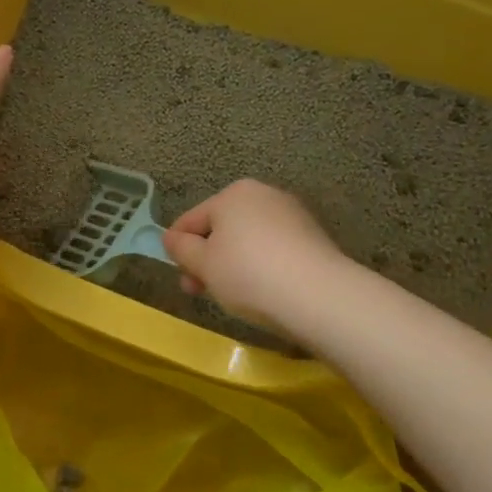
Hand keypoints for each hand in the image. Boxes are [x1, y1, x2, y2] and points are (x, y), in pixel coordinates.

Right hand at [161, 180, 347, 338]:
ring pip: (247, 241)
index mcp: (233, 193)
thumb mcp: (202, 263)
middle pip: (221, 229)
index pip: (191, 219)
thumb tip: (172, 238)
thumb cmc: (248, 274)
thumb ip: (180, 248)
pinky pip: (273, 251)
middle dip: (207, 260)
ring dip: (232, 265)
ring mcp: (293, 216)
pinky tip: (262, 292)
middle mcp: (264, 195)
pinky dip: (261, 268)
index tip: (180, 277)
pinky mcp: (314, 239)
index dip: (178, 248)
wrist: (319, 297)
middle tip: (201, 291)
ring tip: (233, 296)